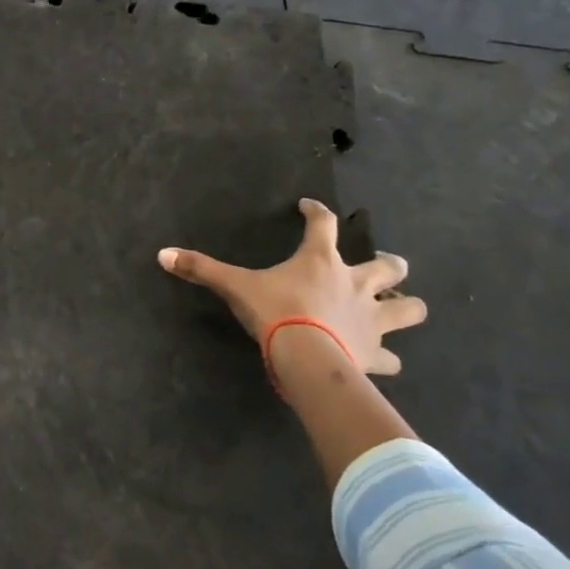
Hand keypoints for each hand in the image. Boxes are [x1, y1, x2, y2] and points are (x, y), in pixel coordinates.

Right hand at [158, 197, 425, 378]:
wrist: (307, 358)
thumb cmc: (275, 312)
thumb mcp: (234, 287)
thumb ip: (201, 269)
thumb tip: (162, 254)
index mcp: (321, 261)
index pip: (323, 223)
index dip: (316, 211)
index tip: (309, 207)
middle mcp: (355, 284)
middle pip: (389, 266)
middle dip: (390, 264)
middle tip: (383, 265)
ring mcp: (372, 319)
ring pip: (407, 308)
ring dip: (406, 306)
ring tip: (401, 307)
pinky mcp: (375, 353)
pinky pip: (390, 358)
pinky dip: (387, 359)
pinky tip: (384, 361)